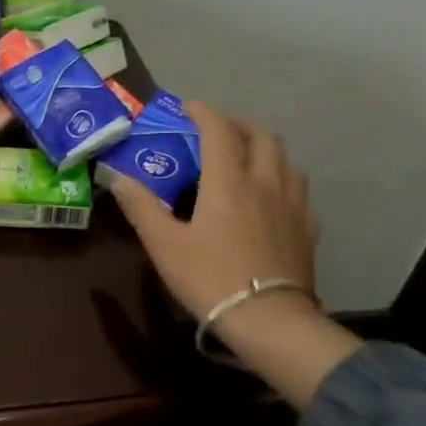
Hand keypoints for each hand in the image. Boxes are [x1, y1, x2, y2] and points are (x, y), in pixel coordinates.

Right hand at [109, 100, 316, 318]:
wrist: (268, 319)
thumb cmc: (210, 277)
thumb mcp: (164, 244)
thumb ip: (141, 207)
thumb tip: (117, 177)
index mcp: (229, 182)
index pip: (219, 132)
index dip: (204, 113)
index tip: (189, 107)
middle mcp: (265, 184)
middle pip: (262, 138)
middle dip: (240, 125)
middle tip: (219, 130)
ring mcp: (292, 206)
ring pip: (286, 161)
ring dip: (265, 149)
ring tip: (247, 158)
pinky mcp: (307, 230)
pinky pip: (298, 190)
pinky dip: (282, 179)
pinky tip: (271, 197)